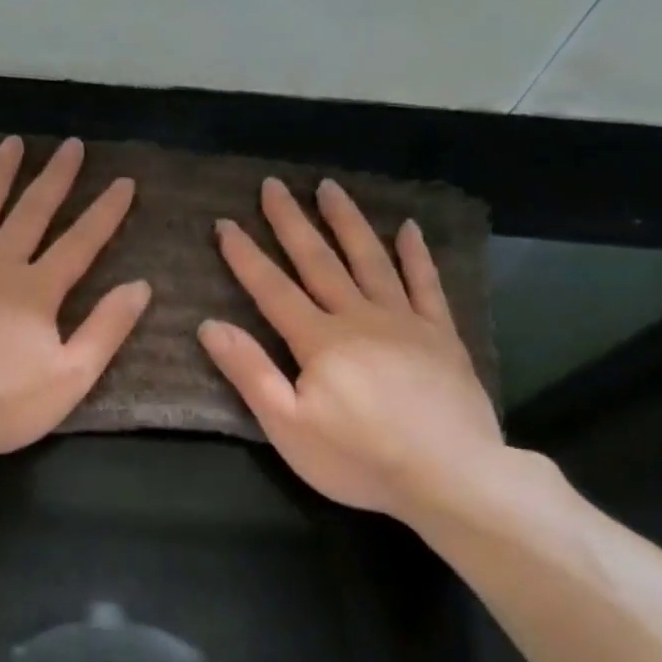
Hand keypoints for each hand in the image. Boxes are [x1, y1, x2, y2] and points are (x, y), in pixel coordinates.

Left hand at [0, 136, 149, 461]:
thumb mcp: (69, 378)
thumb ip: (106, 330)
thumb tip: (141, 287)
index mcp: (37, 291)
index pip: (81, 243)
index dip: (105, 212)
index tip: (124, 182)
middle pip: (31, 213)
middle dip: (56, 178)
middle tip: (72, 145)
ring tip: (13, 144)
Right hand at [199, 176, 503, 524]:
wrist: (450, 475)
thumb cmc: (358, 459)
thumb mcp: (288, 426)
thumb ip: (250, 373)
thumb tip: (211, 326)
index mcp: (319, 341)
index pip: (273, 290)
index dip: (246, 256)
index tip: (225, 223)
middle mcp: (360, 318)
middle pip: (320, 262)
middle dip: (292, 223)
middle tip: (273, 185)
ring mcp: (405, 322)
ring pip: (371, 260)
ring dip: (347, 223)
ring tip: (330, 188)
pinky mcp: (442, 336)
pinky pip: (426, 284)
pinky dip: (416, 255)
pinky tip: (409, 229)